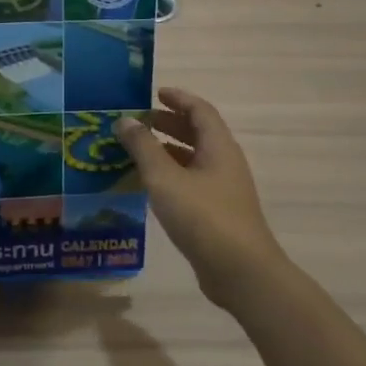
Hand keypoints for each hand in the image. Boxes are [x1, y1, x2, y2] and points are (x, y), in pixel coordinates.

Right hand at [115, 87, 285, 310]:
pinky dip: (171, 174)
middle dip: (169, 123)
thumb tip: (125, 120)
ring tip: (137, 150)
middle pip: (198, 132)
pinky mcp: (218, 212)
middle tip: (138, 122)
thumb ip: (143, 147)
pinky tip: (150, 185)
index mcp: (218, 146)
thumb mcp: (165, 178)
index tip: (153, 93)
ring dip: (168, 149)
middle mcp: (224, 162)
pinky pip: (192, 181)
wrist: (241, 272)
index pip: (200, 110)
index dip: (178, 98)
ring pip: (194, 158)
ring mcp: (223, 189)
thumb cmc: (203, 217)